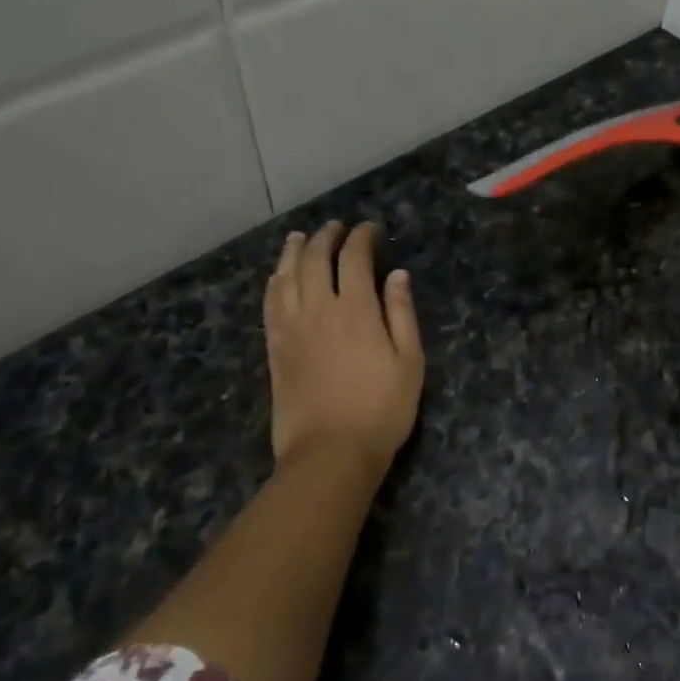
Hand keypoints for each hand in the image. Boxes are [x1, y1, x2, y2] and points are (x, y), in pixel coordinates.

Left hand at [264, 221, 424, 472]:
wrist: (330, 453)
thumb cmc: (381, 409)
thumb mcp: (409, 362)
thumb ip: (401, 314)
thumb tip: (397, 275)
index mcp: (356, 309)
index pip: (354, 257)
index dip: (362, 237)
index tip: (371, 228)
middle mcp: (318, 309)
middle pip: (315, 259)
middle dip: (326, 236)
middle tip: (337, 227)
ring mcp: (291, 328)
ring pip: (286, 276)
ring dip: (293, 251)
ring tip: (300, 237)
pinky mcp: (275, 348)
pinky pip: (270, 303)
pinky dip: (274, 282)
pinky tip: (278, 277)